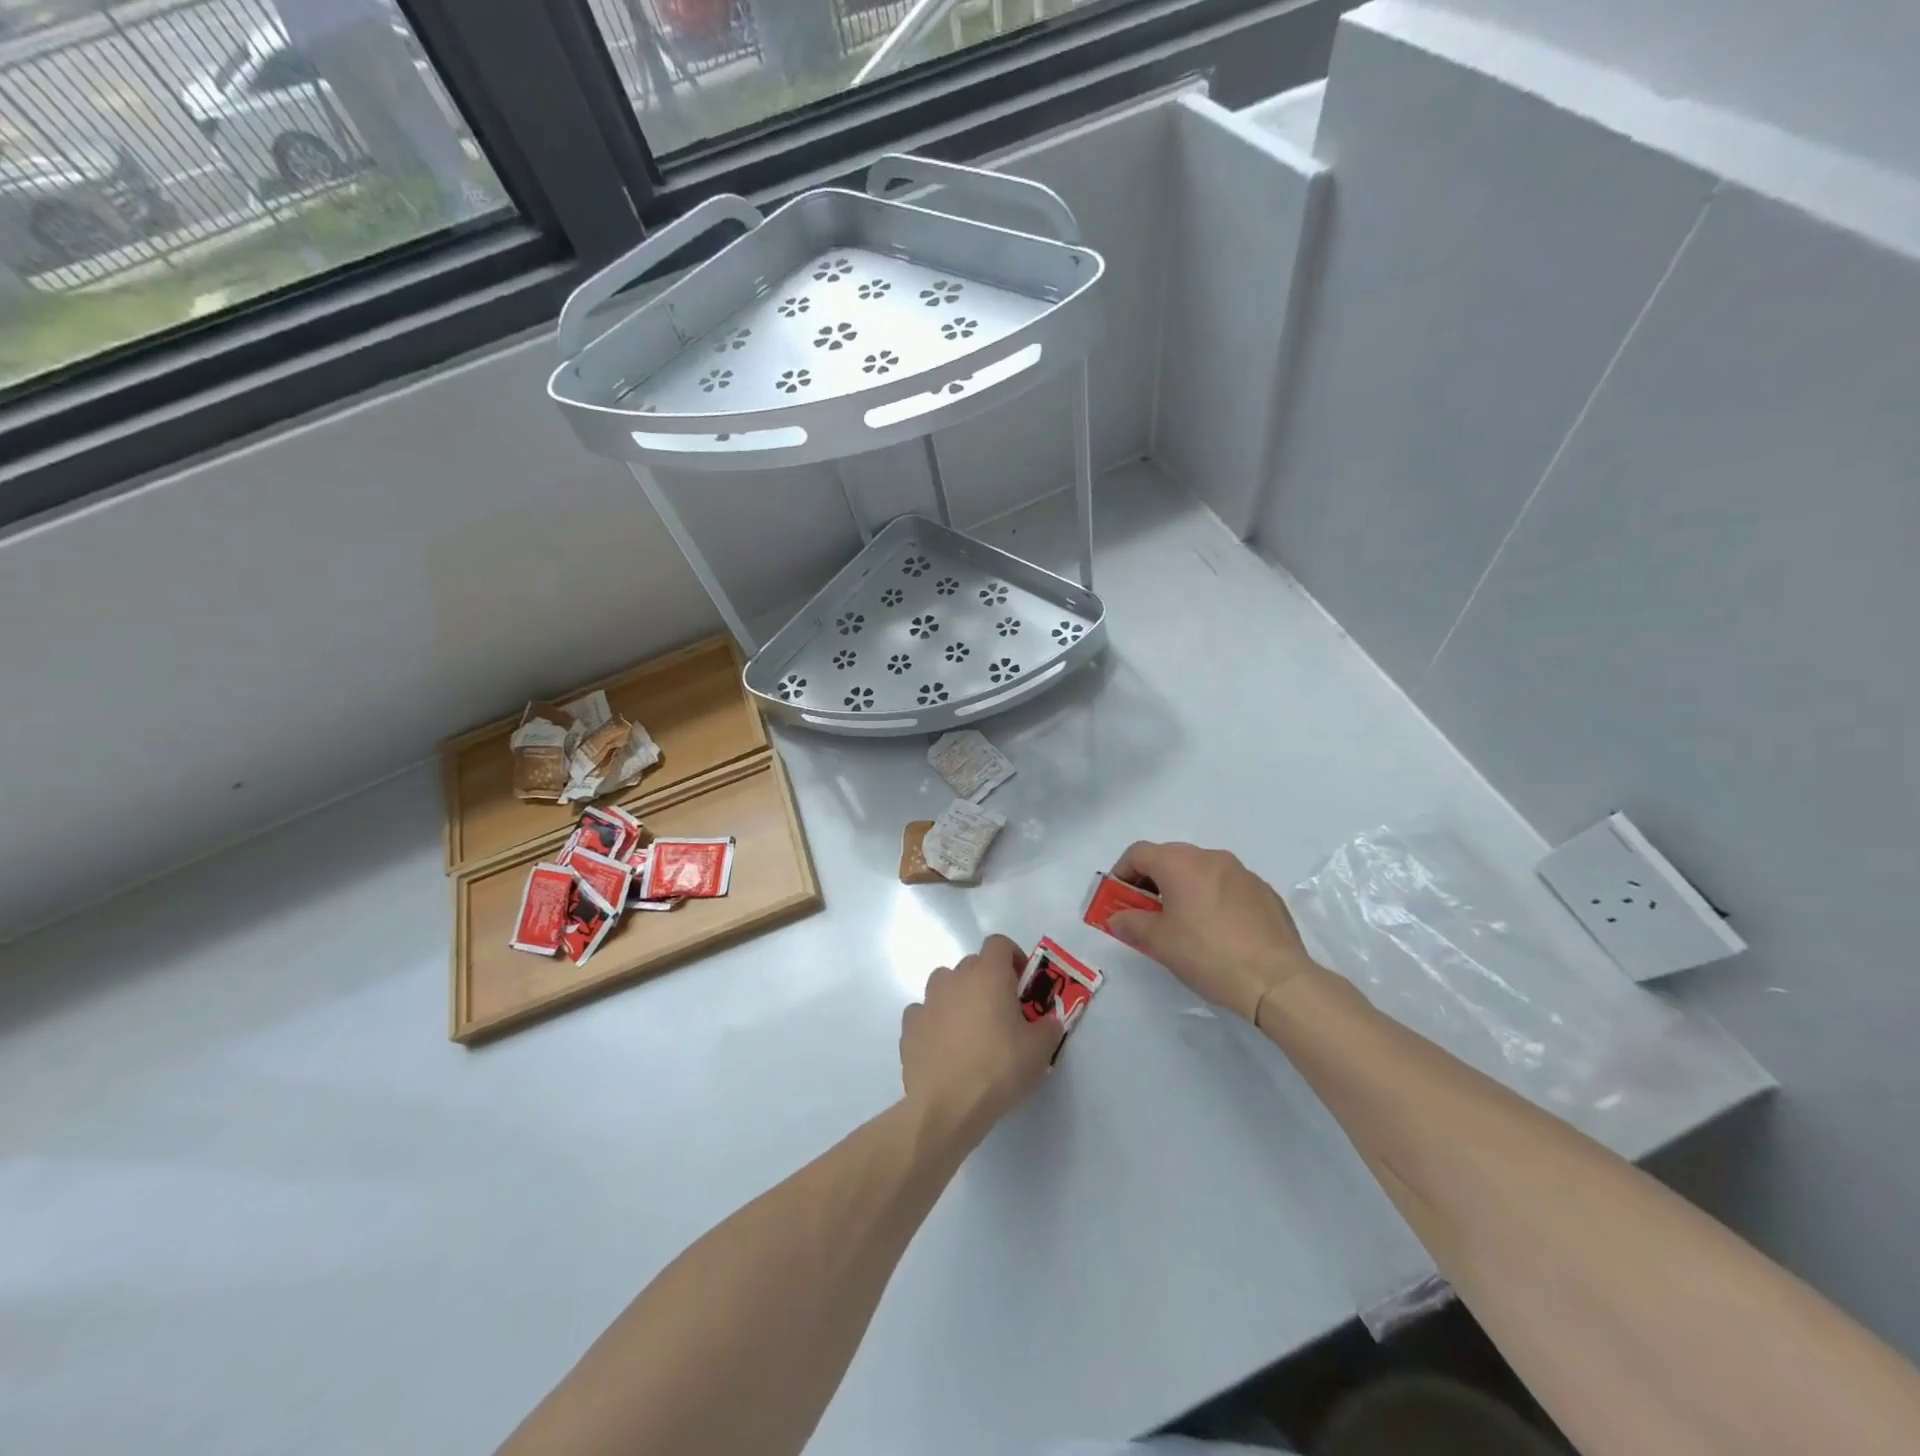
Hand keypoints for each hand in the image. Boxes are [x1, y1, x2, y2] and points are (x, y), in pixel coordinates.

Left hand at [900, 934, 1060, 1136]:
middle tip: (1002, 1015)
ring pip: (945, 986)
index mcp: (988, 974)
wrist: (947, 1106)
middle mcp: (954, 978)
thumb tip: (1049, 1020)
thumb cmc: (999, 1069)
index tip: (1022, 985)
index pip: (999, 943)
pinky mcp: (909, 1026)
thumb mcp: (1040, 1050)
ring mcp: (927, 1000)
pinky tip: (944, 1047)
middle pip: (973, 965)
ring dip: (959, 998)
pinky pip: (924, 1013)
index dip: (1013, 958)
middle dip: (988, 982)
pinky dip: (934, 1022)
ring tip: (970, 1031)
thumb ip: (1049, 1027)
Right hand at [1105, 841, 1319, 1023]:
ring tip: (1184, 924)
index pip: (1138, 853)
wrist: (1276, 980)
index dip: (1122, 873)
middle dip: (1152, 880)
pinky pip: (1227, 886)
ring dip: (1184, 888)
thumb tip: (1118, 917)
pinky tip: (1218, 931)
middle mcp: (1211, 857)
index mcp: (1181, 863)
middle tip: (1148, 913)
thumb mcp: (1159, 943)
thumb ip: (1131, 924)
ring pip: (1201, 870)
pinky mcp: (1264, 892)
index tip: (1119, 899)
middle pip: (1170, 857)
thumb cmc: (1208, 954)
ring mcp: (1242, 873)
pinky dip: (1213, 898)